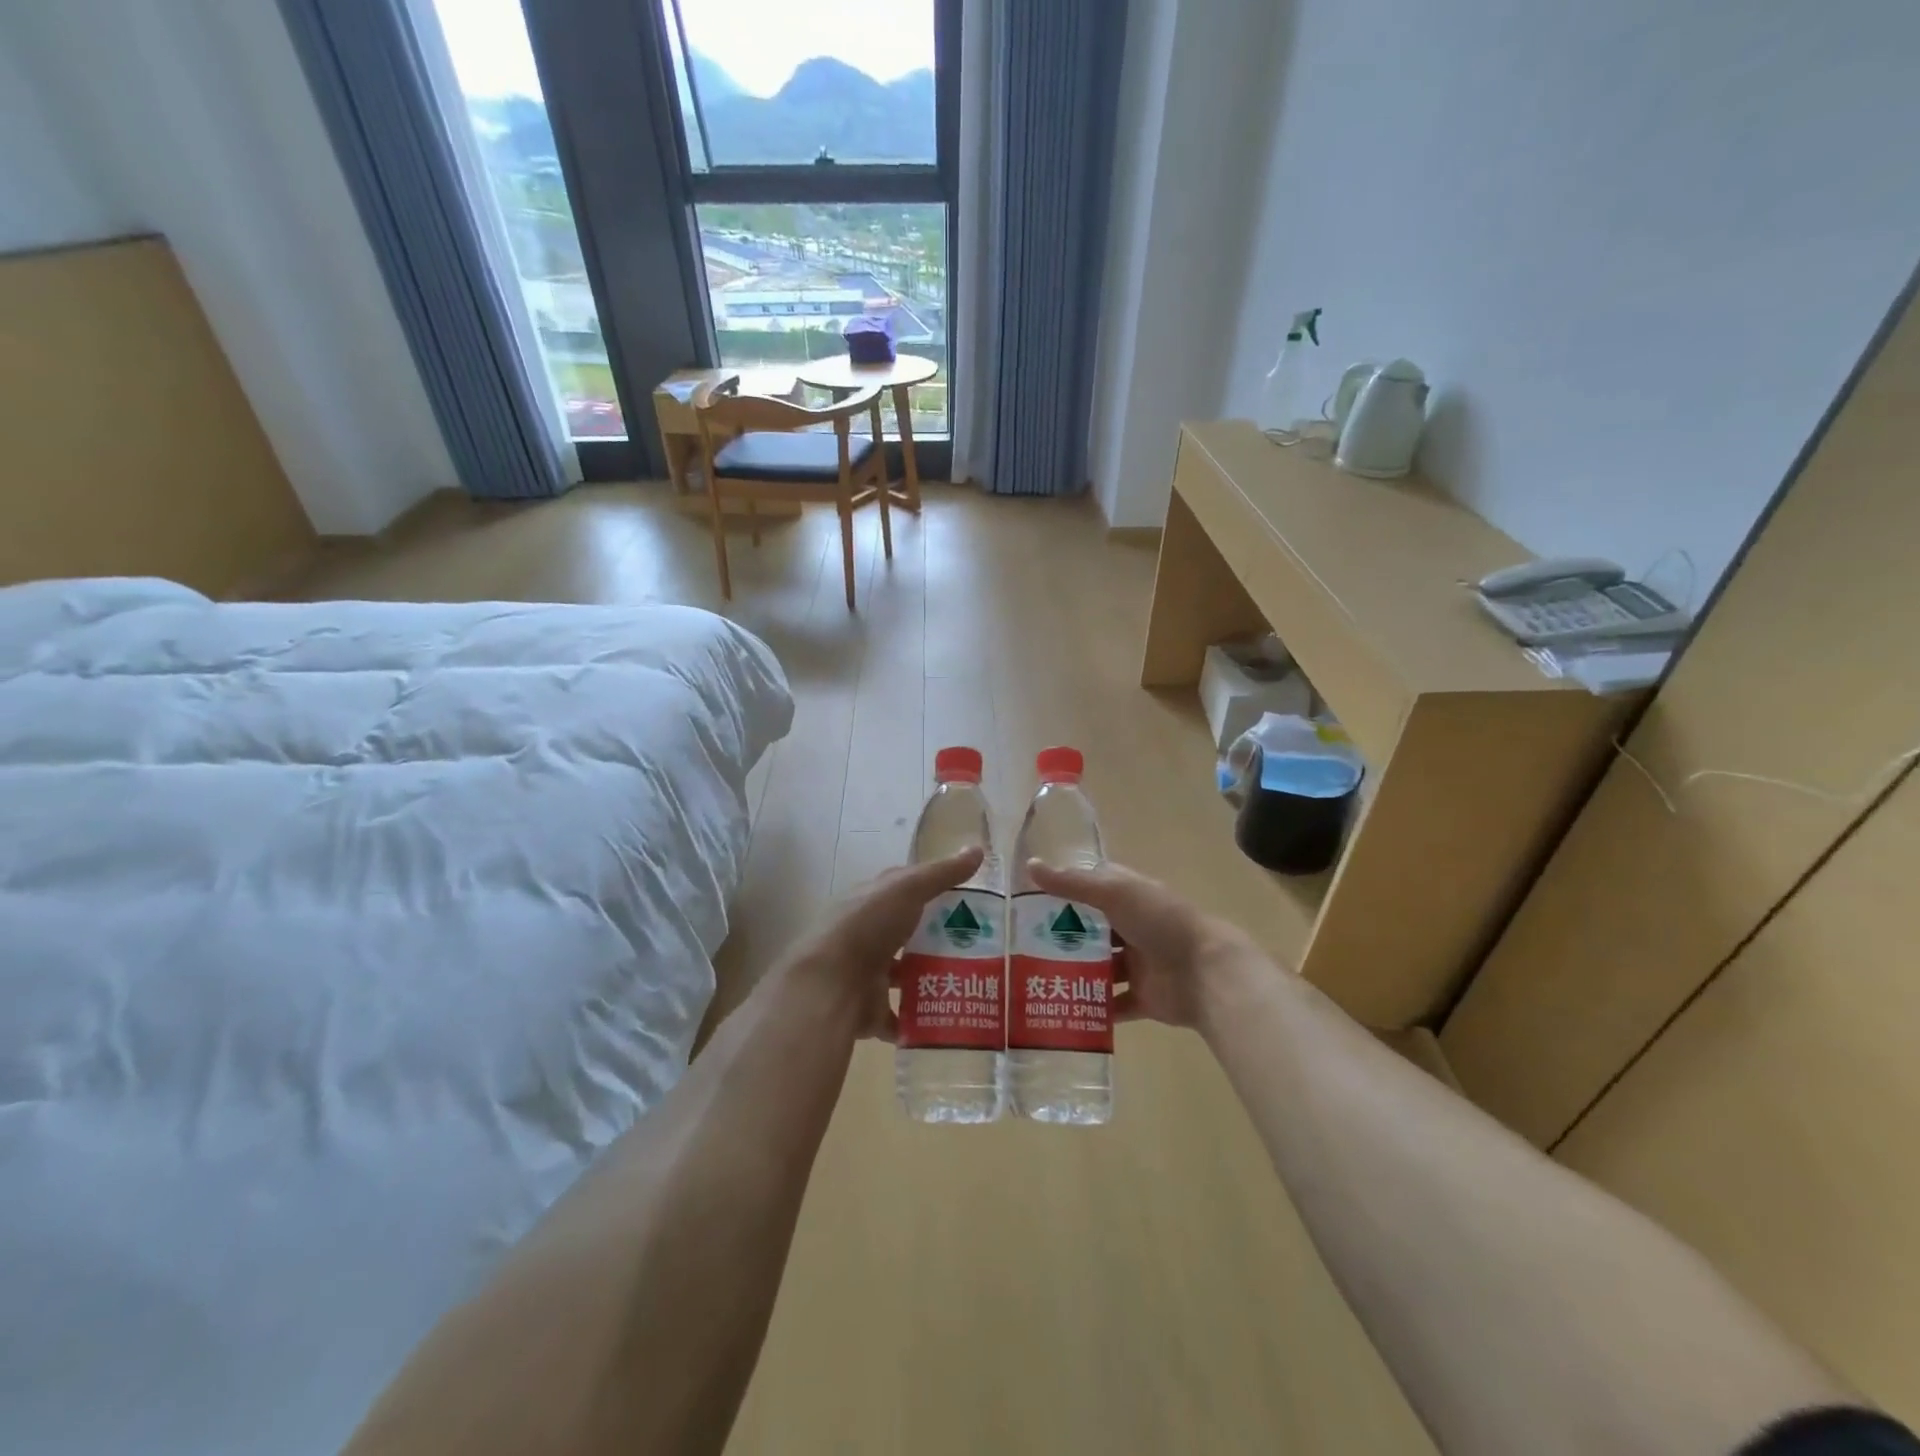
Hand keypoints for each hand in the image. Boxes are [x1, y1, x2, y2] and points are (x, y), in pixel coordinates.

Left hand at [787, 848, 984, 1040]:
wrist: (830, 984)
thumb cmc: (867, 926)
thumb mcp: (908, 889)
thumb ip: (942, 873)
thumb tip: (979, 849)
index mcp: (872, 901)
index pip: (905, 890)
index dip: (934, 890)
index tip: (970, 899)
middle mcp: (868, 935)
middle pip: (908, 934)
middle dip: (939, 938)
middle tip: (982, 945)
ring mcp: (867, 973)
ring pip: (905, 974)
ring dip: (931, 977)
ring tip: (973, 981)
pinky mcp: (870, 1009)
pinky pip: (900, 1016)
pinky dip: (919, 1019)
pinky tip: (949, 1018)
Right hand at [1025, 860, 1262, 1028]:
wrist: (1206, 972)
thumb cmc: (1160, 921)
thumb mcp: (1113, 893)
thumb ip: (1072, 884)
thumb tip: (1030, 866)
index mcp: (1128, 897)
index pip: (1091, 887)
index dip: (1063, 891)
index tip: (1028, 899)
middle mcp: (1131, 927)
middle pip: (1090, 931)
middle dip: (1061, 937)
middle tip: (1020, 945)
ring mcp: (1136, 964)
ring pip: (1098, 968)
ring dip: (1073, 973)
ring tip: (1033, 979)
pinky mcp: (1141, 997)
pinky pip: (1111, 1005)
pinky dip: (1092, 1009)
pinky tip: (1061, 1011)